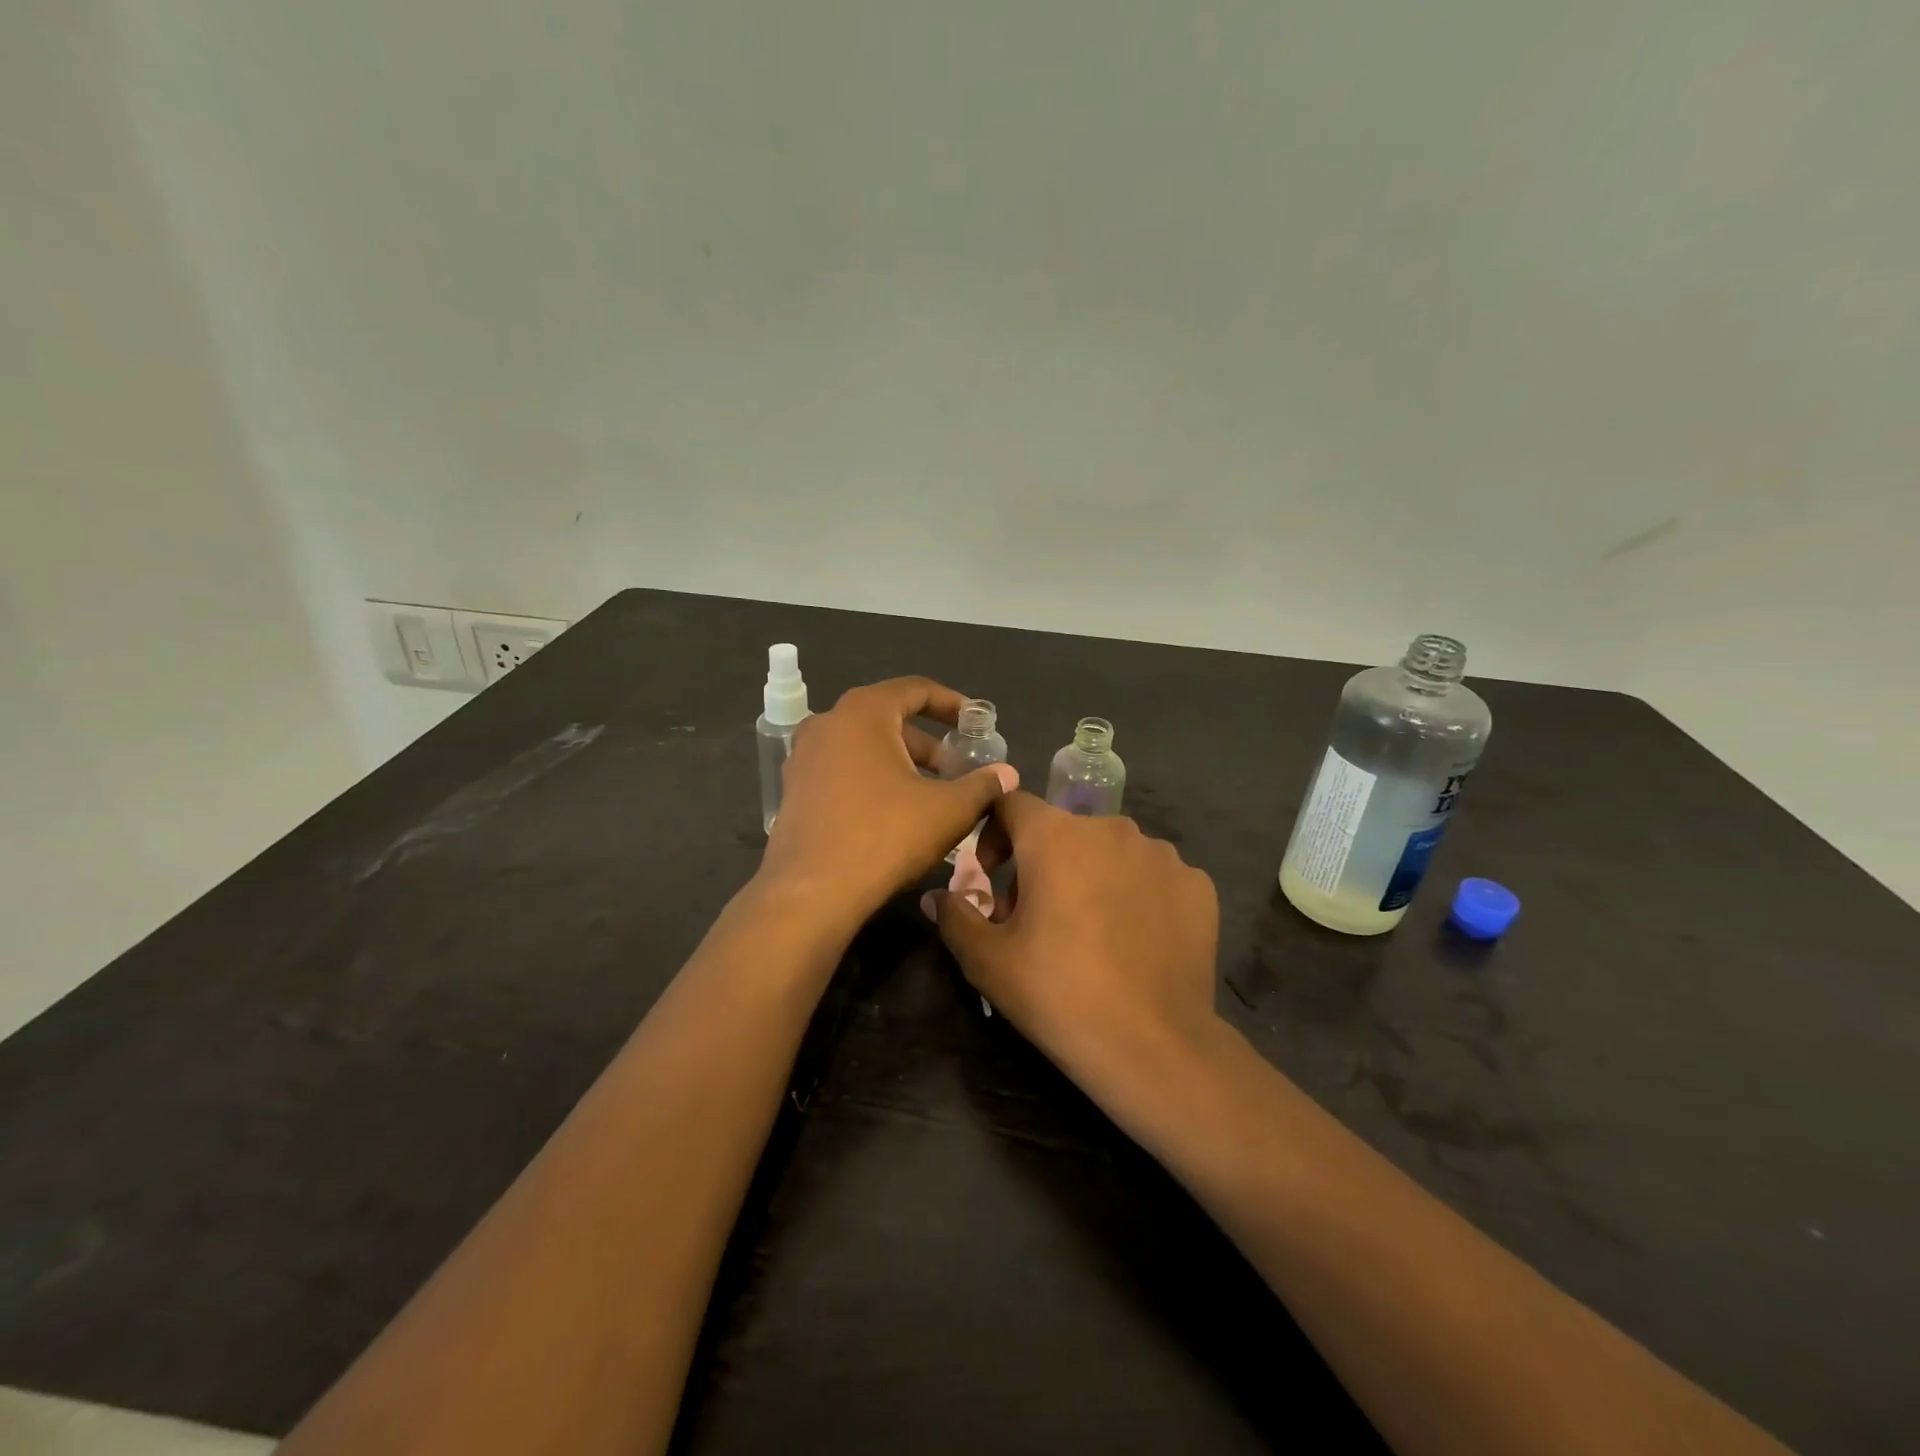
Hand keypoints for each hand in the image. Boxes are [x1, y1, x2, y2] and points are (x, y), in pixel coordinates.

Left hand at [759, 677, 1015, 927]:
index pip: (915, 690)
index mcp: (864, 712)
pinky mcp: (795, 790)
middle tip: (959, 771)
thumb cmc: (885, 836)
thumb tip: (1008, 774)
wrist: (812, 893)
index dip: (951, 704)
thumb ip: (983, 786)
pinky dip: (873, 781)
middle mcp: (828, 723)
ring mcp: (804, 756)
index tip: (976, 723)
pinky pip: (843, 771)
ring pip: (865, 748)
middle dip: (929, 745)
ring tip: (933, 796)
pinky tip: (896, 814)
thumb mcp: (948, 810)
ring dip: (902, 765)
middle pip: (889, 720)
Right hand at [926, 792, 1221, 1085]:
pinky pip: (1153, 877)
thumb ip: (956, 917)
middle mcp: (1111, 829)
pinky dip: (1136, 896)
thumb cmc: (1059, 993)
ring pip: (1110, 852)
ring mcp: (1162, 855)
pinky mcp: (1197, 885)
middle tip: (1034, 920)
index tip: (991, 878)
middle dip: (1040, 866)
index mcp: (1056, 836)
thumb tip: (937, 897)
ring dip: (1090, 878)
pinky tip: (1134, 941)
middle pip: (1062, 832)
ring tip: (1089, 933)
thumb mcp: (988, 961)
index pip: (1013, 804)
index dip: (993, 834)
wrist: (1154, 1046)